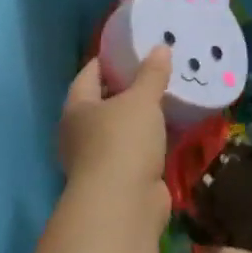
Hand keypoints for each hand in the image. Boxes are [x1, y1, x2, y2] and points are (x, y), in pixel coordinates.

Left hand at [60, 47, 169, 219]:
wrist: (123, 205)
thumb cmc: (123, 141)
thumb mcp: (141, 100)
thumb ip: (152, 74)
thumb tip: (160, 47)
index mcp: (77, 108)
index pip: (89, 73)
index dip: (108, 59)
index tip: (132, 47)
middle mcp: (81, 133)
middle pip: (105, 101)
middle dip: (129, 87)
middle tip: (157, 69)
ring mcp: (100, 159)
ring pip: (123, 128)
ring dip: (143, 116)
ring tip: (170, 95)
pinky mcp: (121, 179)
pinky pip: (138, 149)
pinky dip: (154, 139)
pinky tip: (175, 127)